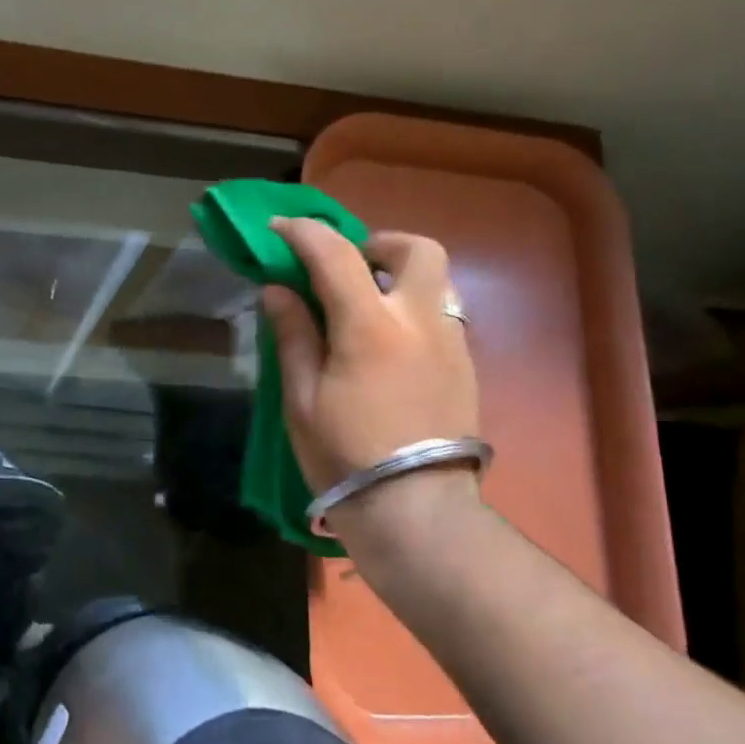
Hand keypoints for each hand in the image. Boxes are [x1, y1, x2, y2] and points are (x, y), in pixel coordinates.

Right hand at [262, 220, 482, 533]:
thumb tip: (279, 290)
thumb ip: (293, 335)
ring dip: (400, 276)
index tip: (279, 230)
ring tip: (368, 305)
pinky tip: (390, 346)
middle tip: (348, 265)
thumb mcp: (301, 399)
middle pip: (417, 249)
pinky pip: (443, 316)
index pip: (335, 254)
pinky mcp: (466, 368)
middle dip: (379, 243)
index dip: (303, 233)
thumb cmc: (346, 457)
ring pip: (437, 281)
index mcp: (371, 326)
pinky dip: (413, 310)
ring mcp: (452, 344)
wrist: (416, 512)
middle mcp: (420, 321)